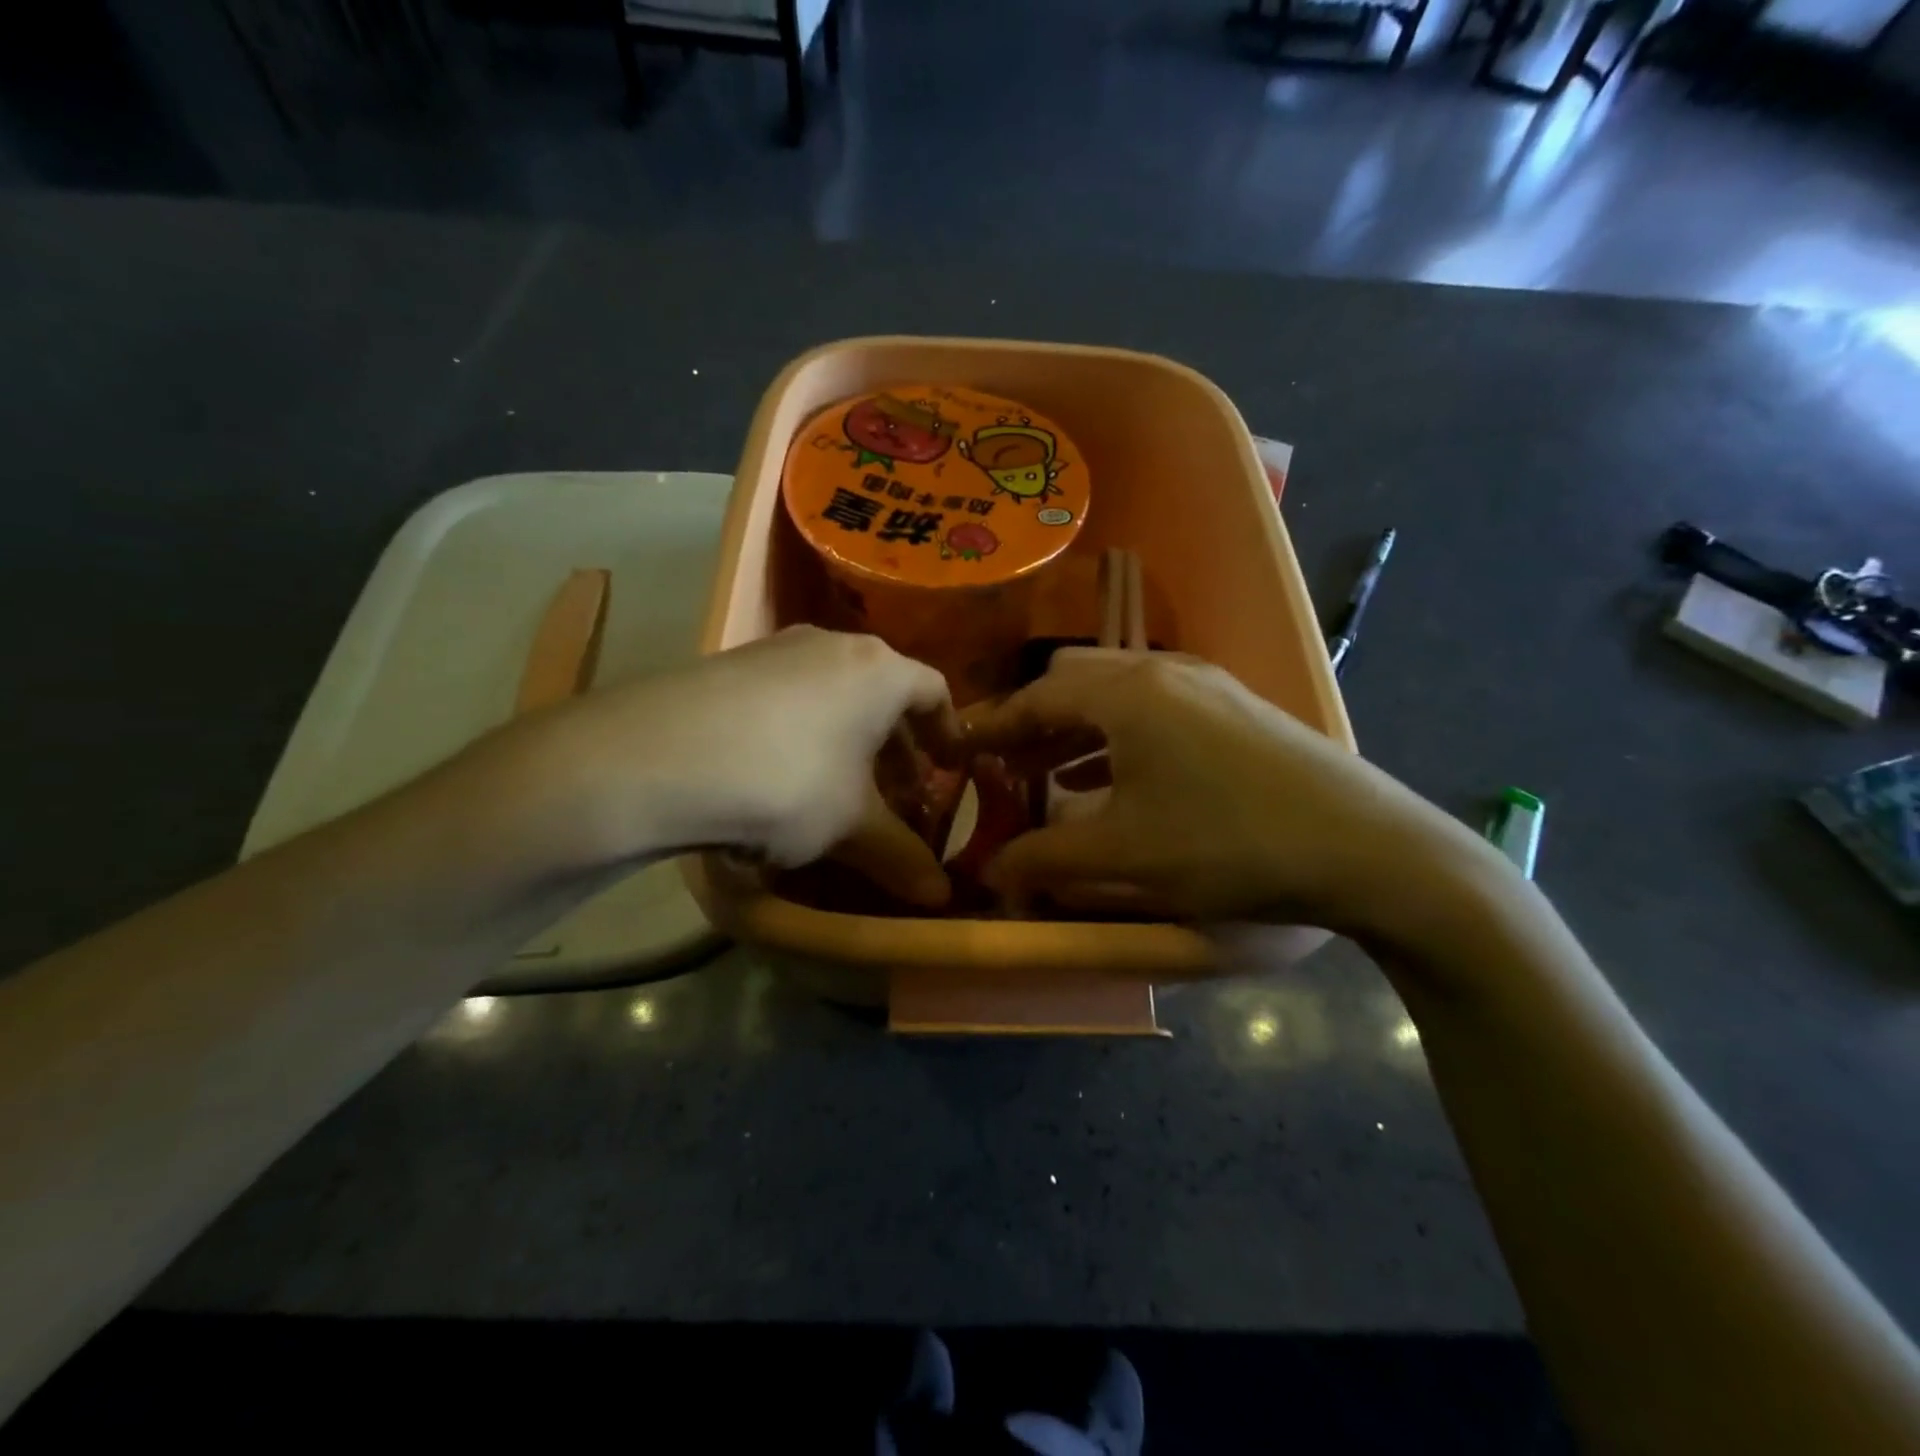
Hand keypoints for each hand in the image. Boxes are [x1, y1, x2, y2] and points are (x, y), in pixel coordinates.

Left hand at [486, 627, 958, 905]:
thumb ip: (901, 857)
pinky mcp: (727, 666)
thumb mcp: (852, 826)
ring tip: (840, 790)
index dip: (948, 732)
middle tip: (899, 792)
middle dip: (896, 745)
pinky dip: (802, 734)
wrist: (655, 756)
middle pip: (883, 693)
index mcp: (879, 670)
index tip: (950, 768)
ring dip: (848, 740)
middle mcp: (831, 645)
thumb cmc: (787, 780)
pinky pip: (786, 699)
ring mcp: (774, 650)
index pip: (935, 691)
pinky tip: (779, 777)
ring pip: (832, 695)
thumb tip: (940, 899)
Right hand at [967, 649, 1497, 936]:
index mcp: (1127, 692)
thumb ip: (1044, 859)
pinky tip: (1115, 781)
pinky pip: (1155, 711)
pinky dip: (1119, 738)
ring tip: (1049, 778)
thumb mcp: (1125, 857)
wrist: (1369, 848)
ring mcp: (1207, 686)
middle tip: (1007, 769)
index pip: (1036, 697)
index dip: (991, 727)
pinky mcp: (1237, 709)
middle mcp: (1163, 672)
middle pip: (1075, 682)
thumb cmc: (1230, 844)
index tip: (958, 752)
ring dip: (1076, 731)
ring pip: (1117, 696)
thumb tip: (992, 872)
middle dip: (1033, 723)